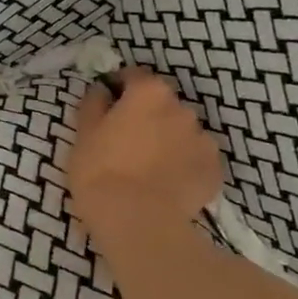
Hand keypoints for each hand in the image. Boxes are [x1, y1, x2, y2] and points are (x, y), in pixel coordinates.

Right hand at [69, 70, 222, 241]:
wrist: (136, 221)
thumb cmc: (100, 172)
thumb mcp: (83, 134)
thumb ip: (93, 103)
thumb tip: (102, 89)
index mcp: (149, 93)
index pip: (134, 76)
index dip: (119, 89)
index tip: (107, 108)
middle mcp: (182, 108)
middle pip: (162, 105)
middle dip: (147, 117)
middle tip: (126, 144)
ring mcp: (203, 139)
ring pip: (181, 133)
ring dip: (167, 141)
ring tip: (148, 169)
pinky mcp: (214, 170)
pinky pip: (195, 160)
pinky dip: (184, 166)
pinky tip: (166, 185)